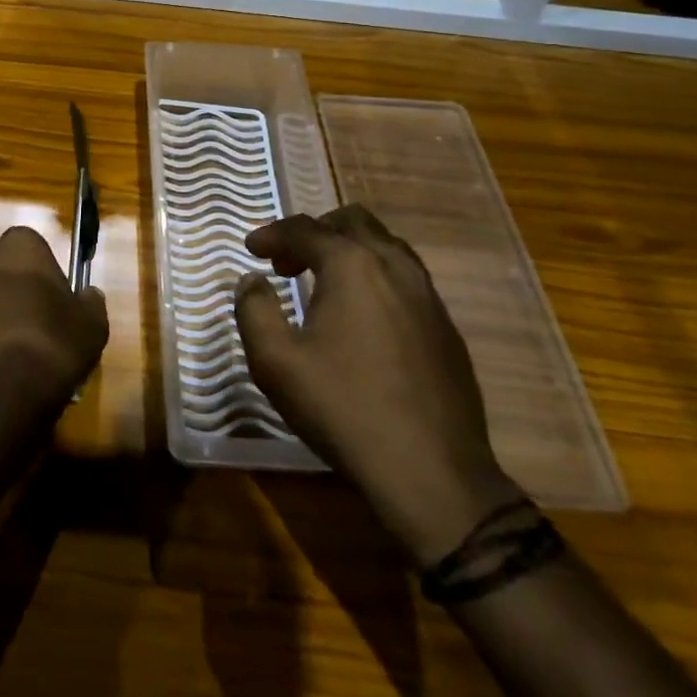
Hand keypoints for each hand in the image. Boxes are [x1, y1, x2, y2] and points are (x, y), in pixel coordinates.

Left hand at [0, 226, 109, 423]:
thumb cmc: (49, 347)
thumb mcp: (91, 327)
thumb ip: (91, 304)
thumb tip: (89, 295)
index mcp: (19, 246)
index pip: (31, 246)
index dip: (42, 273)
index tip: (53, 301)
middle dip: (8, 285)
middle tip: (29, 321)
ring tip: (4, 348)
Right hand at [236, 206, 522, 566]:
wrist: (433, 474)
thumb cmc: (344, 409)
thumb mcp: (275, 362)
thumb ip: (254, 309)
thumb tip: (251, 281)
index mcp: (352, 265)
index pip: (304, 228)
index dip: (272, 234)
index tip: (252, 249)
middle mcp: (394, 266)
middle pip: (352, 221)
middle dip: (314, 232)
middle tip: (287, 262)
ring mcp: (428, 295)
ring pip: (385, 246)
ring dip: (348, 251)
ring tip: (323, 283)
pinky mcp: (446, 327)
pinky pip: (406, 278)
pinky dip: (375, 277)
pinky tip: (362, 318)